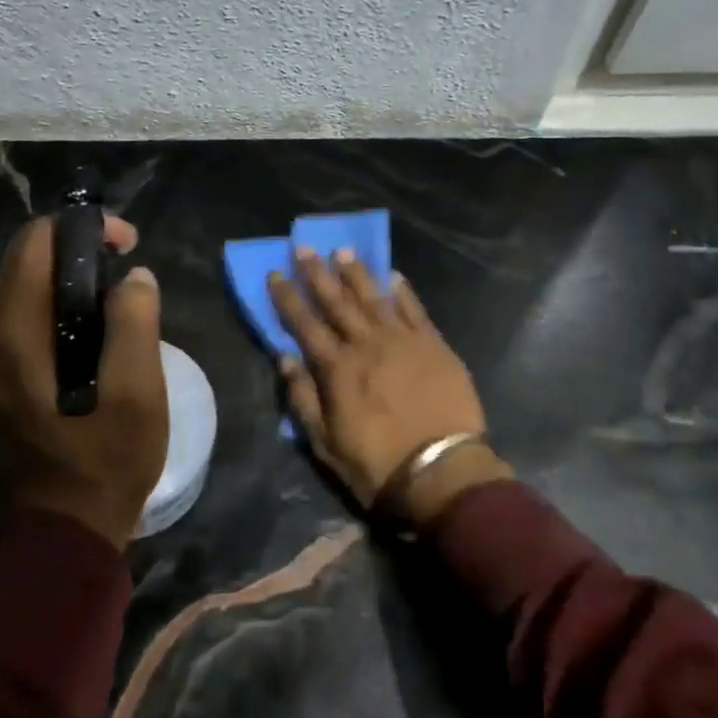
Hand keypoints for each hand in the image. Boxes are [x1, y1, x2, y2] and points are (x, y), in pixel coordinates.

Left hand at [0, 213, 167, 549]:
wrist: (56, 541)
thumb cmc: (102, 466)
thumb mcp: (137, 395)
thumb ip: (135, 325)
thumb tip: (135, 278)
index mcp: (14, 334)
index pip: (34, 243)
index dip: (83, 228)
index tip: (129, 245)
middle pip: (24, 263)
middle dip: (77, 251)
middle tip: (128, 272)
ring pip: (22, 294)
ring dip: (68, 283)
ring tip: (118, 302)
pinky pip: (21, 325)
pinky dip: (56, 312)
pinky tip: (93, 338)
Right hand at [269, 250, 508, 524]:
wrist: (442, 470)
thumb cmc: (377, 463)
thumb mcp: (326, 443)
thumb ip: (303, 398)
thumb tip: (284, 357)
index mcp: (338, 368)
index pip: (305, 324)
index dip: (288, 297)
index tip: (275, 272)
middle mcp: (368, 344)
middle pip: (338, 302)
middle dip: (318, 273)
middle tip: (305, 247)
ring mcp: (404, 340)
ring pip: (375, 298)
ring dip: (357, 273)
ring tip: (343, 251)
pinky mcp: (435, 345)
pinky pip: (415, 310)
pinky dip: (403, 291)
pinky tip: (393, 276)